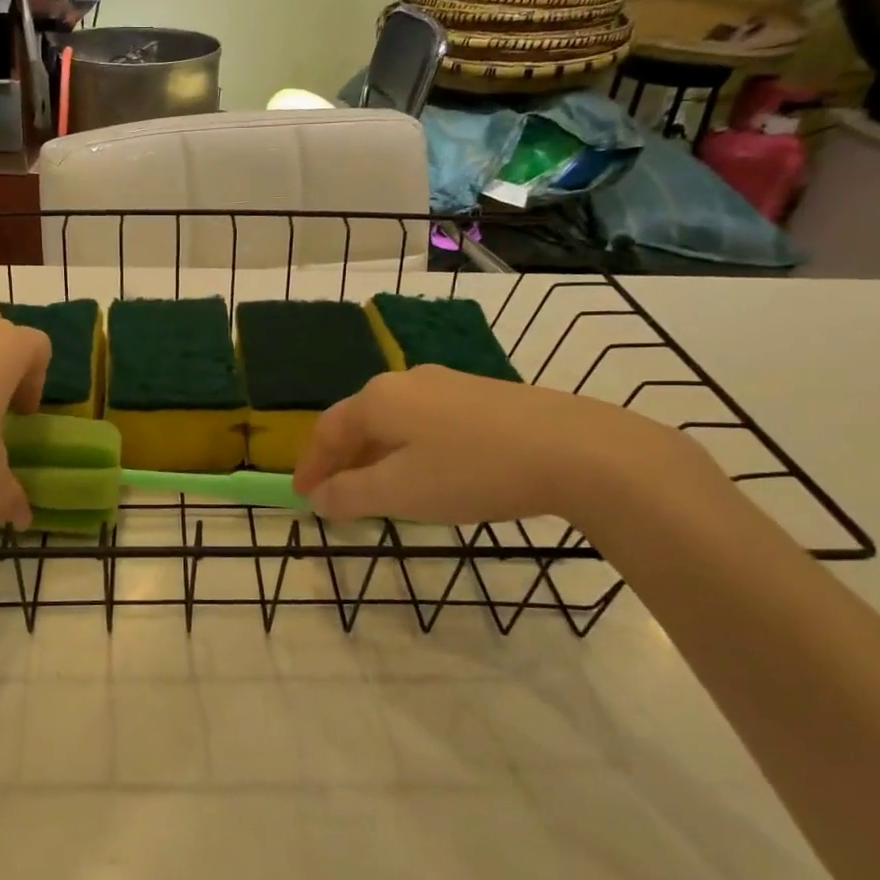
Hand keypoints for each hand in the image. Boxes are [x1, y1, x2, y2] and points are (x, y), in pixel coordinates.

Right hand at [292, 365, 687, 525]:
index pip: (327, 430)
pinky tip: (425, 472)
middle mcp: (406, 381)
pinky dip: (409, 448)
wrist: (576, 450)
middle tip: (335, 496)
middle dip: (342, 460)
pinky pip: (425, 421)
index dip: (310, 465)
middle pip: (358, 421)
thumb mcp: (401, 492)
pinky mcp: (482, 396)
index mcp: (378, 398)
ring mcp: (447, 384)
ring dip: (376, 455)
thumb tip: (319, 497)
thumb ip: (351, 494)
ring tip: (377, 489)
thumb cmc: (473, 471)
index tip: (302, 496)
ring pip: (394, 421)